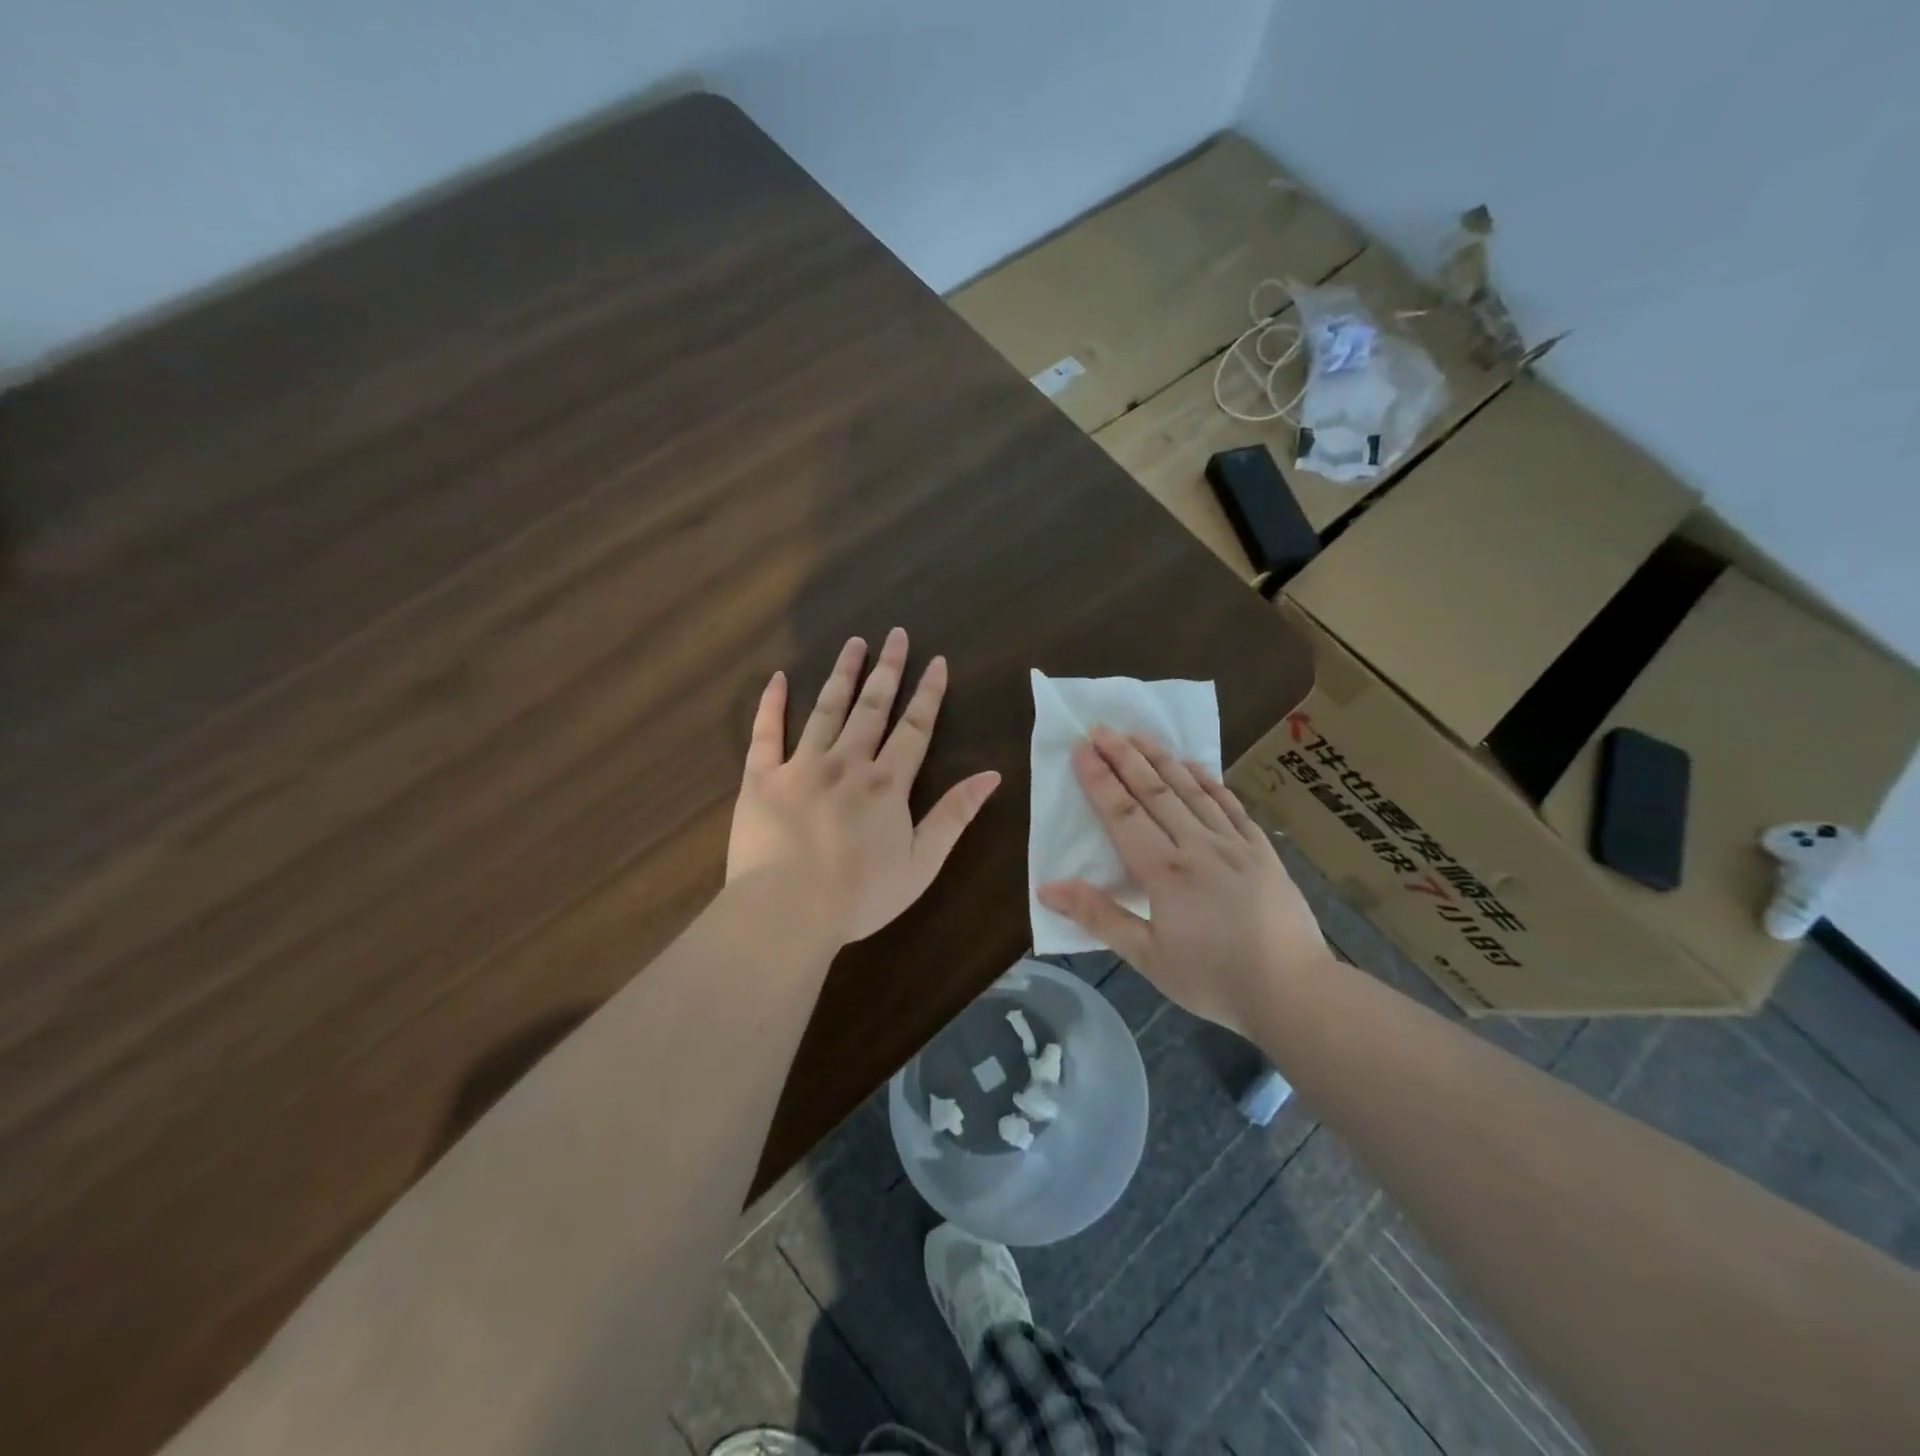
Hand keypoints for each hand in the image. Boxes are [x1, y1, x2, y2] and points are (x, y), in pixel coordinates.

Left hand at [728, 628, 1001, 946]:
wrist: (787, 912)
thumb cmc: (860, 895)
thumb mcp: (923, 863)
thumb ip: (954, 815)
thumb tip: (991, 775)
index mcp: (887, 783)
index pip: (914, 727)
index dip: (928, 693)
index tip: (936, 661)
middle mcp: (847, 762)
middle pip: (872, 706)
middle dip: (887, 669)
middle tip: (895, 635)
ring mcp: (801, 766)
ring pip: (826, 709)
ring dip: (842, 674)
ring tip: (854, 643)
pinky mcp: (761, 778)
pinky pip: (765, 733)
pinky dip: (772, 703)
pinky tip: (779, 678)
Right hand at [1036, 726, 1325, 1029]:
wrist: (1294, 991)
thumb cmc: (1213, 979)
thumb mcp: (1147, 957)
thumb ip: (1098, 916)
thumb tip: (1048, 887)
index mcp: (1165, 872)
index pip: (1123, 814)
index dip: (1100, 780)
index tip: (1081, 749)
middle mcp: (1197, 846)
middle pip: (1154, 792)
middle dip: (1125, 757)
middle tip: (1102, 727)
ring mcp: (1234, 844)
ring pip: (1191, 790)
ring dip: (1162, 759)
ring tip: (1139, 734)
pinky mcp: (1261, 851)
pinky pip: (1230, 805)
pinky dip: (1209, 781)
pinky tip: (1196, 766)